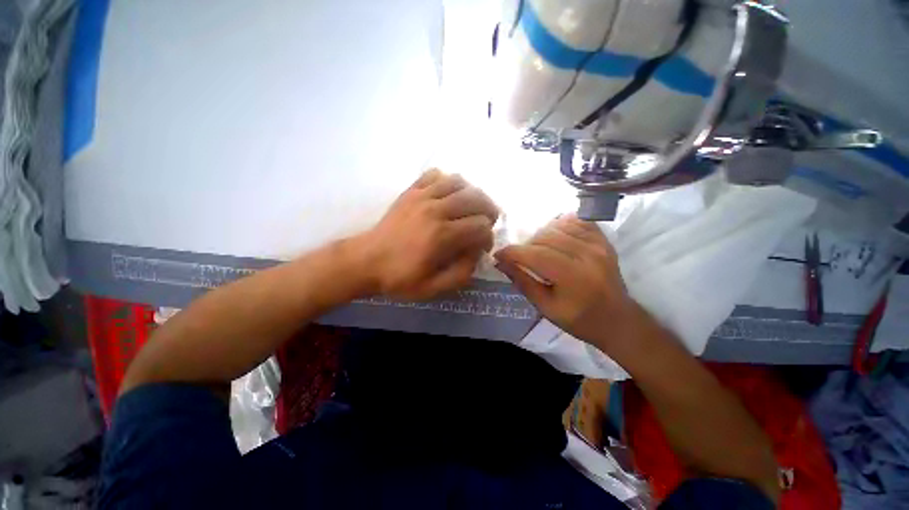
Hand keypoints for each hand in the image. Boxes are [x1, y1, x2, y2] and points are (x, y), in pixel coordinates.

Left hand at [355, 169, 498, 300]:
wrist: (365, 261)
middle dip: (489, 211)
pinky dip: (447, 181)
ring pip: (459, 182)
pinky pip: (435, 174)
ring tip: (470, 207)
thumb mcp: (433, 288)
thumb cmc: (399, 277)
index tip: (482, 247)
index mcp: (442, 236)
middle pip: (476, 198)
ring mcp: (421, 196)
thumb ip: (462, 273)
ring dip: (472, 194)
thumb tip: (477, 252)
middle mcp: (436, 210)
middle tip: (486, 223)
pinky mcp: (410, 191)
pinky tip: (447, 195)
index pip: (481, 226)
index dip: (488, 238)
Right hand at [494, 215, 636, 347]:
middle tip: (519, 258)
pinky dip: (560, 225)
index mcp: (572, 277)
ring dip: (540, 235)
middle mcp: (587, 255)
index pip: (535, 255)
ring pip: (558, 226)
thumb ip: (522, 282)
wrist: (618, 320)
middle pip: (545, 237)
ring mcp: (598, 244)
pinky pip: (576, 221)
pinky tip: (554, 237)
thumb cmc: (579, 320)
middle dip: (525, 245)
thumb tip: (500, 263)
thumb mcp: (545, 307)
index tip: (498, 254)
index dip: (512, 252)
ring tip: (537, 249)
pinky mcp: (603, 240)